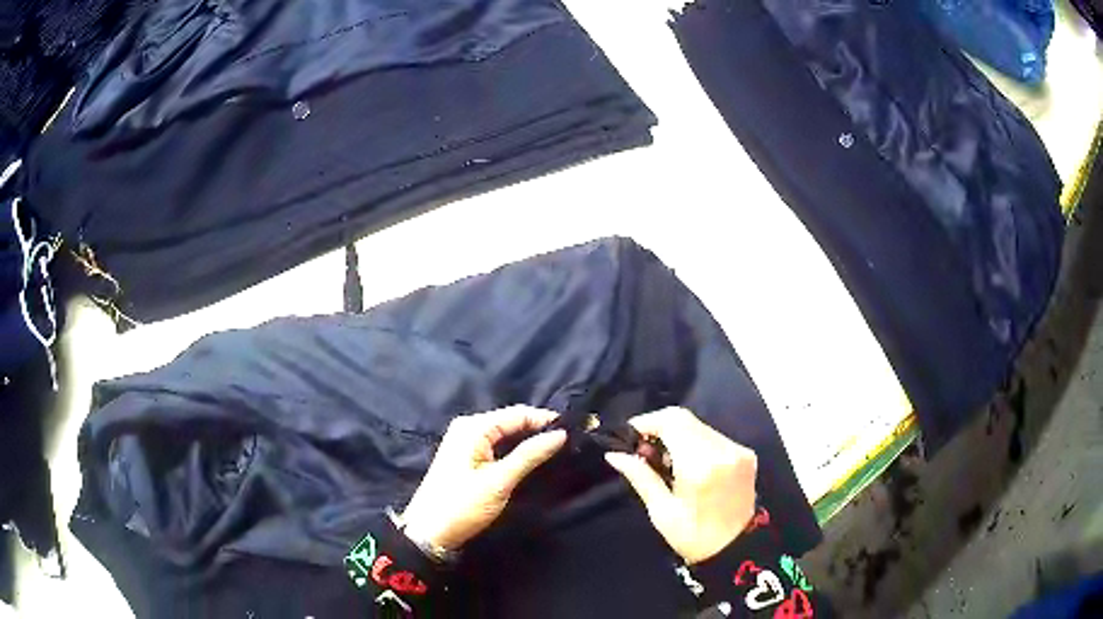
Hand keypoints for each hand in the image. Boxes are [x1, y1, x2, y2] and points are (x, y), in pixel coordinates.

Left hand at [401, 406, 566, 550]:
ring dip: (528, 440)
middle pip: (511, 421)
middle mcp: (468, 427)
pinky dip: (515, 450)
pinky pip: (497, 445)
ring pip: (505, 434)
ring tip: (558, 449)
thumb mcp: (499, 481)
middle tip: (570, 442)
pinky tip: (532, 458)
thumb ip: (530, 455)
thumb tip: (560, 434)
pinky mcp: (466, 456)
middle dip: (539, 430)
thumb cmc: (462, 505)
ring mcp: (465, 441)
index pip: (518, 413)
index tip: (575, 431)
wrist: (429, 532)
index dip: (546, 420)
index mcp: (474, 427)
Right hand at [605, 407, 756, 564]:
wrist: (735, 549)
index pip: (672, 422)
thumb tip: (614, 454)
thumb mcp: (661, 511)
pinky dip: (696, 443)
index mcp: (699, 466)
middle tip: (643, 450)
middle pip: (685, 419)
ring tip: (664, 459)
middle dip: (660, 428)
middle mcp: (722, 450)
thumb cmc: (693, 535)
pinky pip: (714, 436)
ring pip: (700, 426)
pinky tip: (688, 463)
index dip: (647, 422)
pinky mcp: (746, 453)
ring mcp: (737, 450)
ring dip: (678, 435)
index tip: (630, 435)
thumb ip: (640, 476)